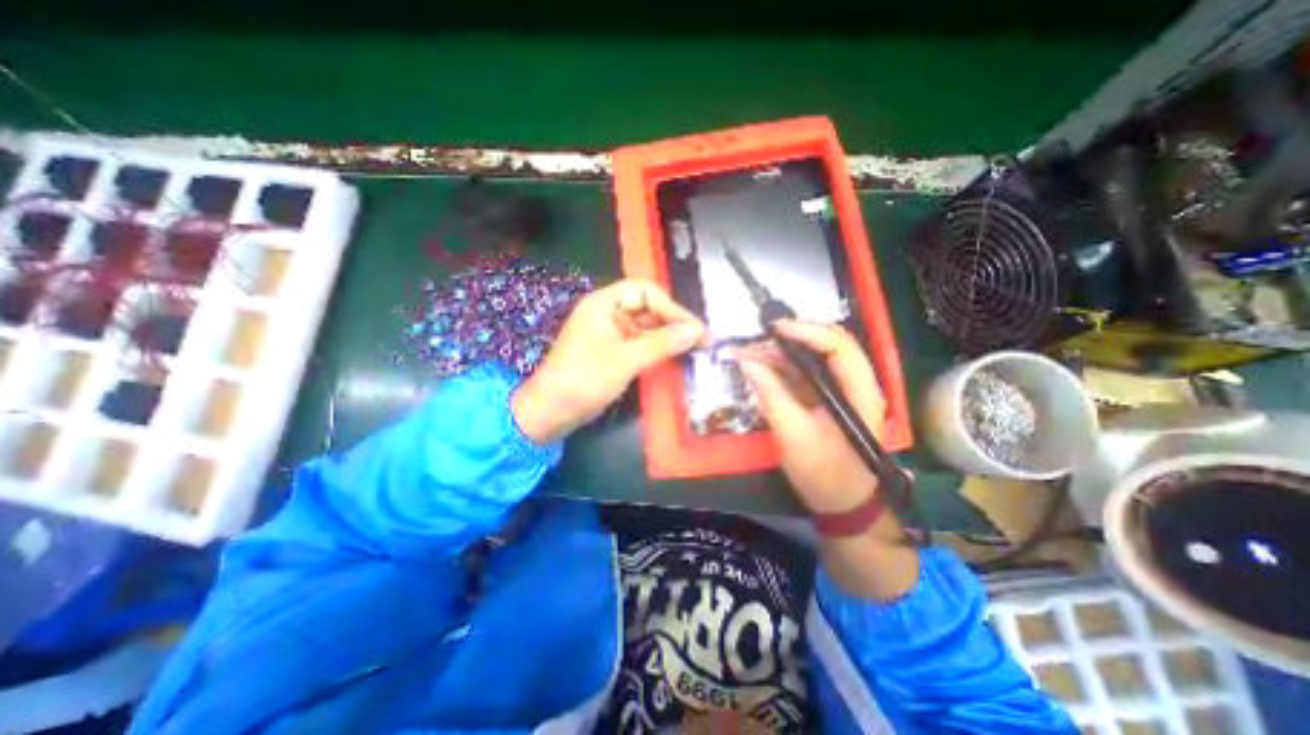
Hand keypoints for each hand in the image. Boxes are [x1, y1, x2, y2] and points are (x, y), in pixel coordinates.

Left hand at [509, 278, 706, 440]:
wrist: (551, 412)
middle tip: (702, 341)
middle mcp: (608, 313)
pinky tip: (676, 359)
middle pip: (649, 308)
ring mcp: (611, 334)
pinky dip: (658, 350)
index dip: (672, 307)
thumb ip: (662, 343)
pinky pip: (641, 344)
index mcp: (604, 304)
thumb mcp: (625, 360)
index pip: (645, 292)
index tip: (695, 328)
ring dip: (669, 338)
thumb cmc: (583, 380)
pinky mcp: (613, 352)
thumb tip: (697, 331)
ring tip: (695, 351)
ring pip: (647, 328)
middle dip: (674, 323)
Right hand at [735, 321, 890, 516]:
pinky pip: (804, 374)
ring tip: (749, 353)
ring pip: (812, 358)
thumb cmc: (825, 475)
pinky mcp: (826, 399)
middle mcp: (855, 384)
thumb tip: (746, 361)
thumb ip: (771, 395)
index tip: (774, 330)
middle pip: (826, 346)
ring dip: (781, 353)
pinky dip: (781, 368)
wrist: (843, 505)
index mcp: (860, 392)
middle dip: (789, 340)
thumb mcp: (794, 436)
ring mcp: (840, 391)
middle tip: (755, 342)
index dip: (807, 331)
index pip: (839, 346)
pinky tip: (759, 367)